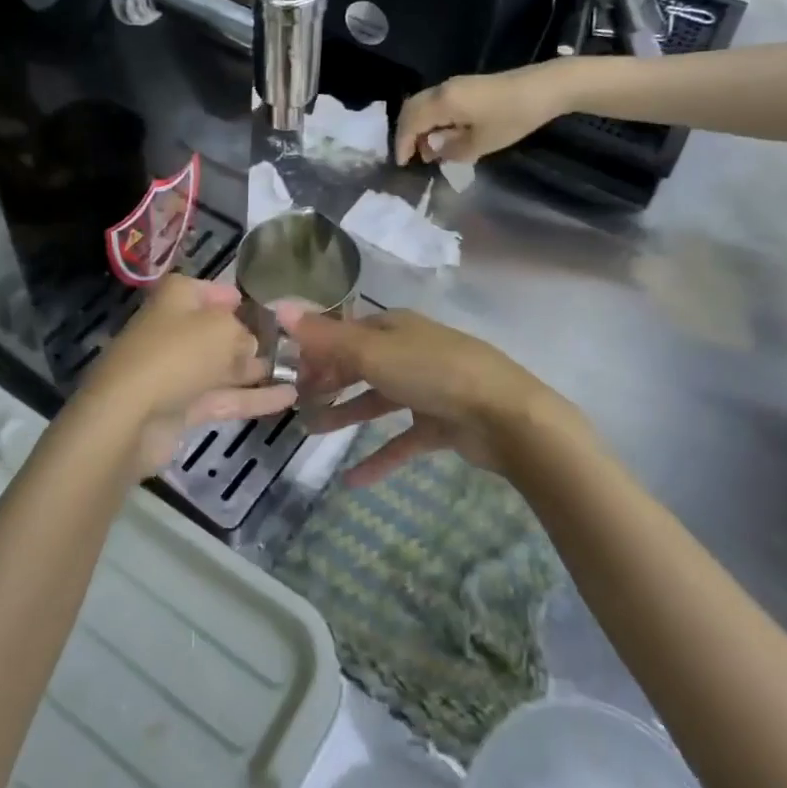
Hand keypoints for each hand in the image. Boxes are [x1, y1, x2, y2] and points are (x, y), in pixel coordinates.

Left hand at [77, 274, 295, 477]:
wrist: (130, 416)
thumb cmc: (178, 354)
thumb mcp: (222, 329)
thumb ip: (243, 334)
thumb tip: (249, 346)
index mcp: (178, 298)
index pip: (210, 290)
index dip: (236, 297)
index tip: (267, 308)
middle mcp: (175, 330)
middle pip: (218, 330)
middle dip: (252, 337)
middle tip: (293, 344)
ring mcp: (177, 371)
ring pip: (223, 367)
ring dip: (257, 370)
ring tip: (300, 372)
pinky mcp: (181, 407)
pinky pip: (223, 397)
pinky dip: (253, 398)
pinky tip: (290, 397)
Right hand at [274, 305, 569, 486]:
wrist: (507, 416)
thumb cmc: (434, 373)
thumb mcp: (373, 353)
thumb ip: (325, 337)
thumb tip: (279, 307)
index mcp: (395, 327)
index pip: (347, 332)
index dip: (318, 348)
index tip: (289, 368)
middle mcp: (410, 352)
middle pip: (361, 364)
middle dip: (329, 379)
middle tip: (297, 400)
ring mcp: (428, 389)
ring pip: (378, 400)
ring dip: (346, 414)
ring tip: (312, 431)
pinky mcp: (441, 424)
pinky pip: (402, 440)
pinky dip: (378, 458)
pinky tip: (352, 480)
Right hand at [394, 65, 562, 165]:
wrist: (546, 88)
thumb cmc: (513, 117)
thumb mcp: (482, 143)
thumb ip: (451, 149)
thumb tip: (433, 149)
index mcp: (443, 102)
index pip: (410, 122)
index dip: (403, 144)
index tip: (403, 164)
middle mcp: (443, 89)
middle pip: (411, 109)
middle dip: (406, 134)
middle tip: (411, 157)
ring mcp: (454, 85)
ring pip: (423, 105)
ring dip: (420, 127)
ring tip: (430, 151)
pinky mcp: (466, 87)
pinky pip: (436, 103)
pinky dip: (432, 120)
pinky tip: (444, 135)